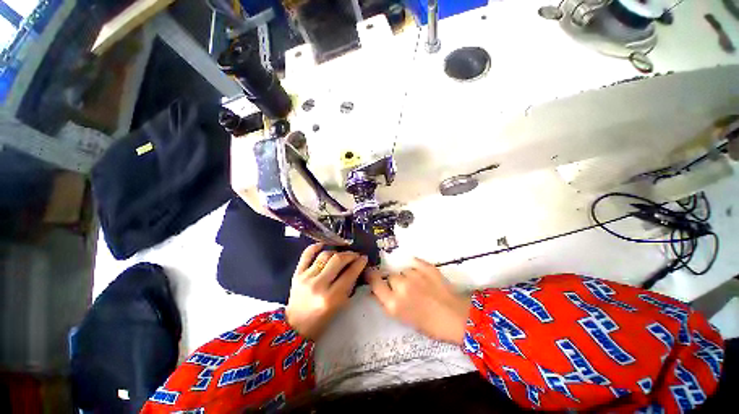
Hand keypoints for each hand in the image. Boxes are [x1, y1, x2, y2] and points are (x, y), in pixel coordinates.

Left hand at [286, 244, 367, 339]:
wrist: (295, 326)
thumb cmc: (321, 319)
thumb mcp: (340, 305)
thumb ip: (348, 286)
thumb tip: (356, 267)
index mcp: (331, 298)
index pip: (349, 274)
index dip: (359, 263)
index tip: (364, 258)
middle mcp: (318, 285)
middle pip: (337, 260)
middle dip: (349, 255)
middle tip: (355, 255)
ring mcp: (306, 278)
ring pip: (324, 255)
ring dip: (336, 252)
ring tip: (342, 254)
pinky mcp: (297, 274)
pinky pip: (306, 255)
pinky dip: (315, 247)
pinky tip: (323, 245)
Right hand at [366, 258, 470, 345]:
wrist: (457, 318)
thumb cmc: (429, 324)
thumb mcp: (403, 318)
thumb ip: (388, 303)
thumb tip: (377, 291)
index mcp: (393, 303)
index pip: (375, 282)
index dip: (372, 277)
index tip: (372, 275)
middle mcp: (401, 286)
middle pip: (391, 276)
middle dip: (396, 282)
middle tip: (407, 291)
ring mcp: (415, 275)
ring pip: (404, 270)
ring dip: (408, 276)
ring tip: (420, 286)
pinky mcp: (427, 267)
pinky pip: (415, 263)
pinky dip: (418, 268)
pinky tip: (424, 277)